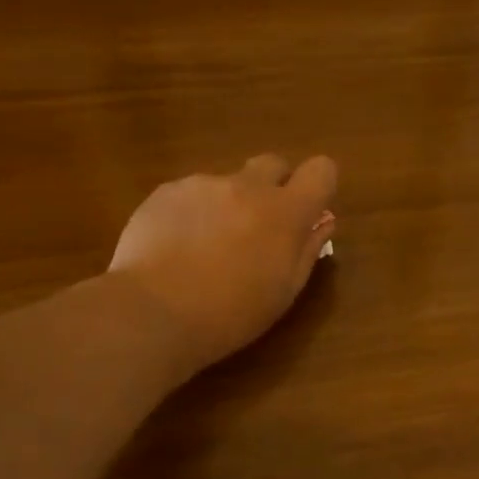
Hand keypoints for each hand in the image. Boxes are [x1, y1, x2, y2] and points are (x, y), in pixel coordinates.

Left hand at [107, 154, 337, 376]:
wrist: (155, 312)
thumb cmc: (231, 314)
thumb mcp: (283, 292)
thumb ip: (307, 250)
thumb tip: (322, 222)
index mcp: (285, 212)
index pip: (321, 170)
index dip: (319, 186)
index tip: (308, 212)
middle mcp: (246, 186)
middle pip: (273, 164)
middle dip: (274, 188)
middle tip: (260, 230)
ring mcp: (202, 185)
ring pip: (228, 183)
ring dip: (229, 205)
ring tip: (209, 250)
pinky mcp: (165, 191)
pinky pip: (191, 194)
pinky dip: (194, 214)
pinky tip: (178, 249)